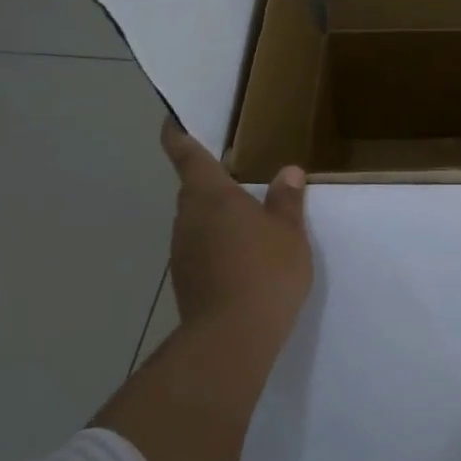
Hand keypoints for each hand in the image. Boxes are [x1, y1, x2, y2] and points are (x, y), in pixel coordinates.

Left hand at [161, 118, 312, 342]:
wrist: (232, 339)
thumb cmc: (264, 271)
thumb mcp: (289, 231)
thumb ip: (287, 199)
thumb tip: (288, 172)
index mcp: (211, 195)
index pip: (186, 154)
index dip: (177, 135)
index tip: (171, 121)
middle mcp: (188, 217)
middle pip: (193, 189)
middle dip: (212, 181)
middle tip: (241, 176)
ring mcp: (182, 250)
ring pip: (197, 220)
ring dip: (217, 216)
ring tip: (250, 220)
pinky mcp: (185, 279)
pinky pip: (201, 248)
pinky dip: (218, 244)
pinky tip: (245, 258)